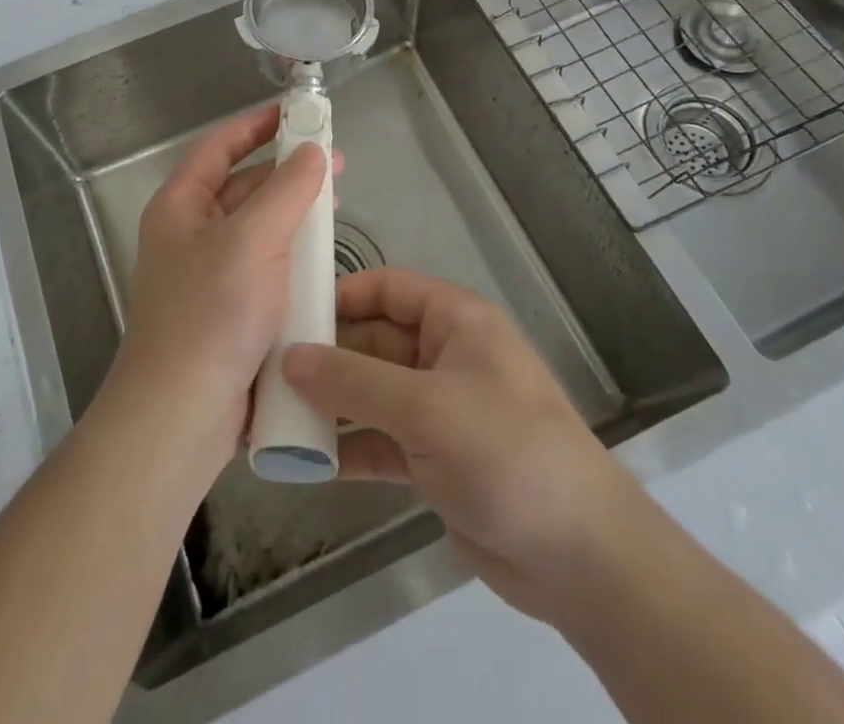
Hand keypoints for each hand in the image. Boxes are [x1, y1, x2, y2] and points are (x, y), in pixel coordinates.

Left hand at [109, 105, 334, 472]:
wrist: (182, 415)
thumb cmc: (212, 313)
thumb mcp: (253, 239)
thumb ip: (286, 190)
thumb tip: (312, 150)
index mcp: (180, 206)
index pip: (218, 147)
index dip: (254, 125)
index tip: (294, 111)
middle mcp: (190, 235)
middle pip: (241, 187)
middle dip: (285, 171)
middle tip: (334, 161)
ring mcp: (208, 276)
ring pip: (257, 230)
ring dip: (293, 214)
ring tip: (335, 206)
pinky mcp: (229, 312)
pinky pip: (265, 268)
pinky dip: (292, 256)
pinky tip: (323, 260)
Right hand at [282, 268, 639, 624]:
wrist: (578, 556)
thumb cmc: (505, 451)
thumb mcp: (424, 406)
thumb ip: (353, 380)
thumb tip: (289, 356)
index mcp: (455, 321)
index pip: (388, 288)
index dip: (341, 295)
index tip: (289, 313)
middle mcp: (444, 357)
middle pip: (373, 341)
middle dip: (325, 356)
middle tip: (265, 371)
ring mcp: (438, 410)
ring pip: (371, 393)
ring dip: (329, 404)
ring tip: (272, 415)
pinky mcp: (433, 460)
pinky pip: (379, 440)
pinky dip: (346, 446)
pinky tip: (303, 461)